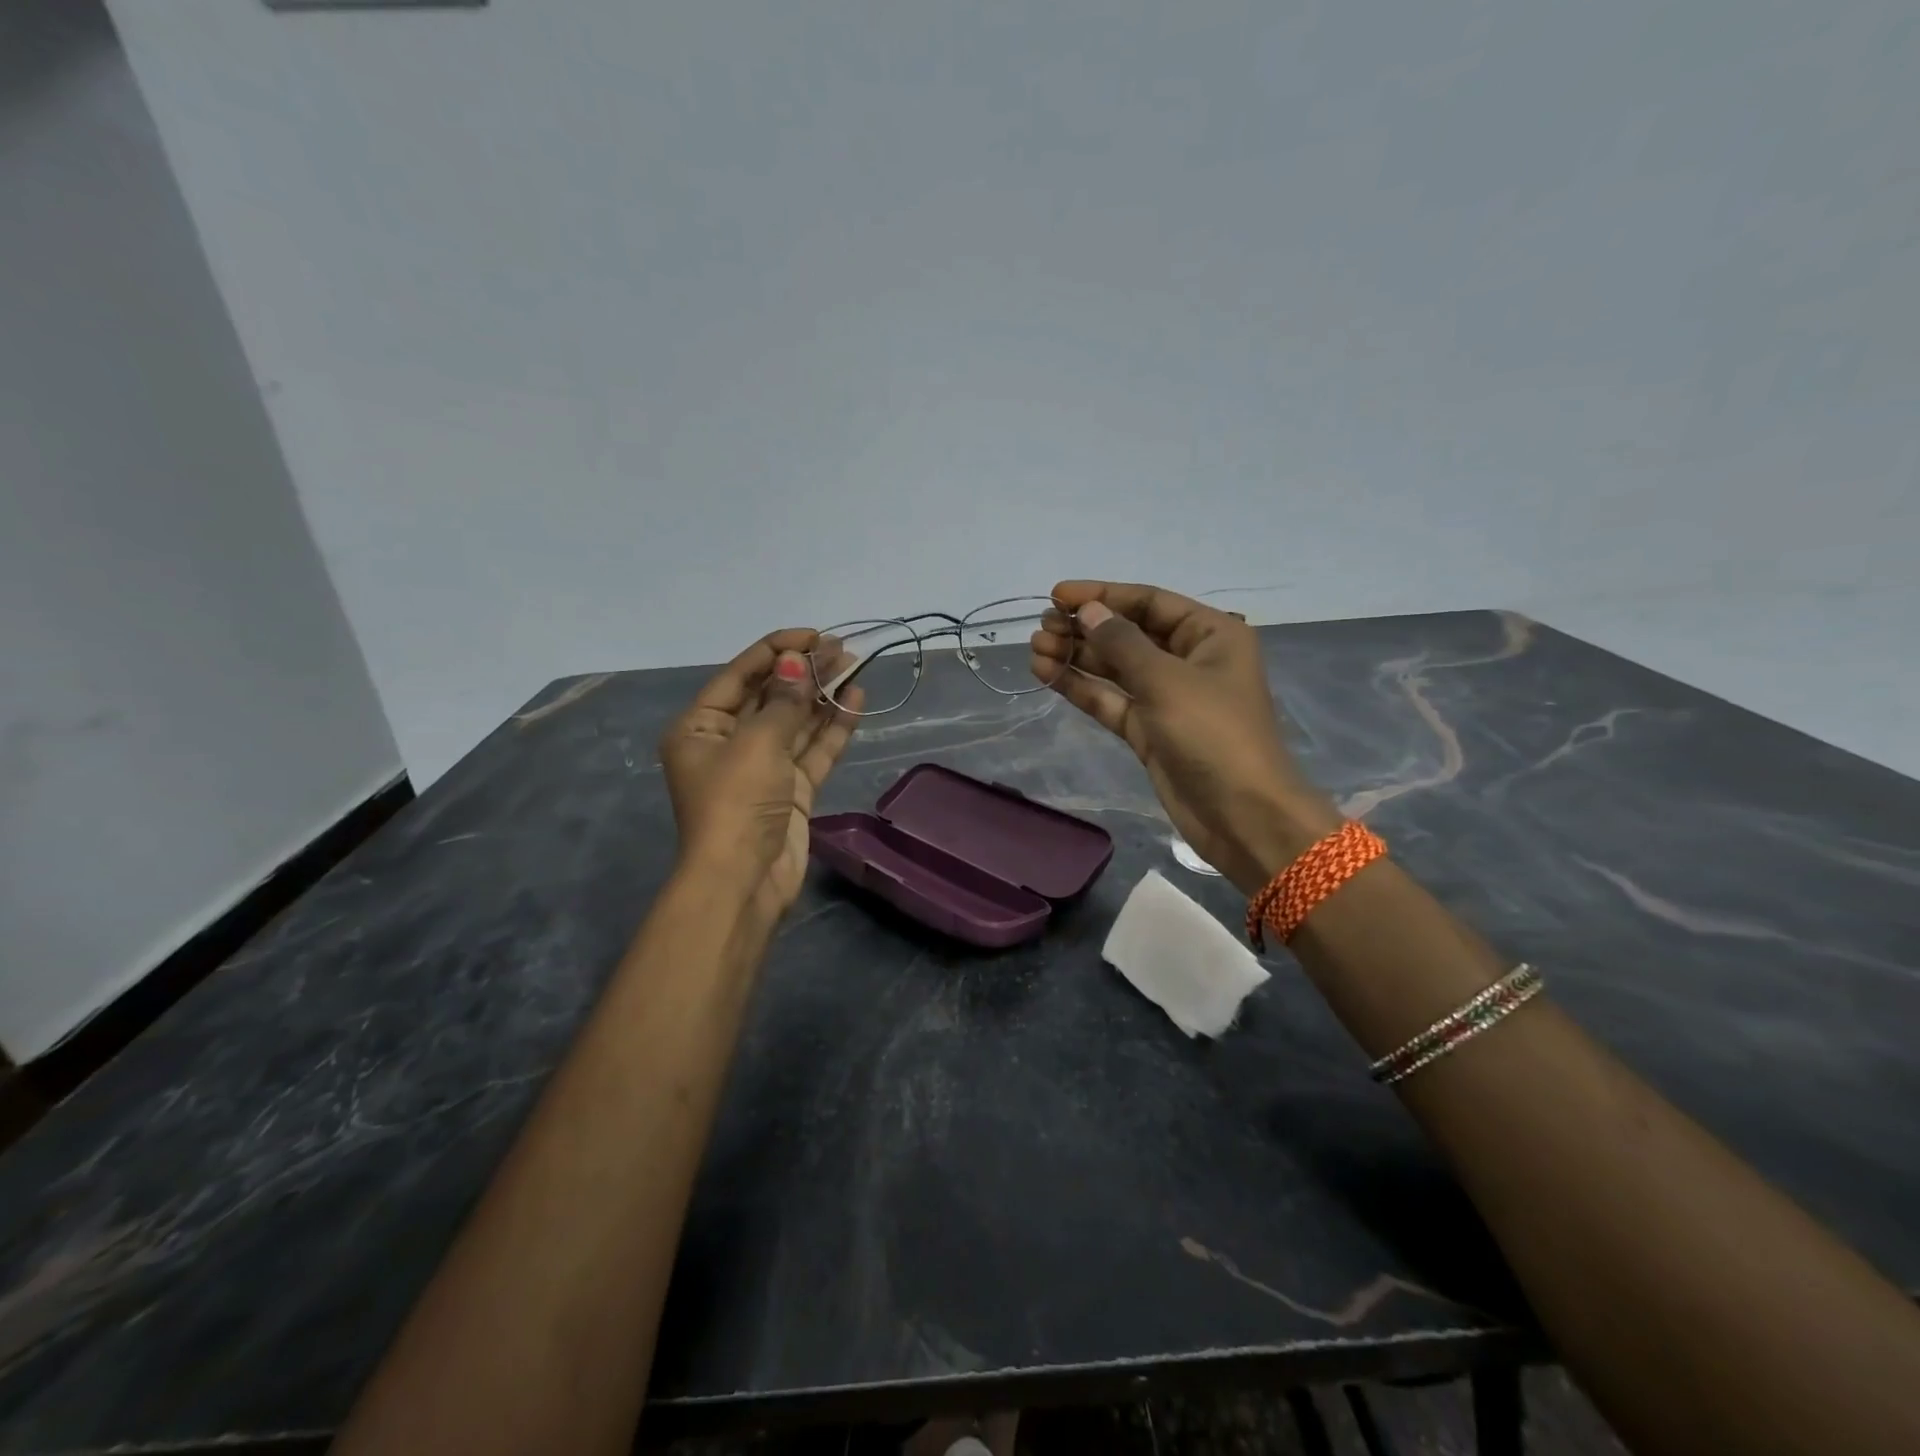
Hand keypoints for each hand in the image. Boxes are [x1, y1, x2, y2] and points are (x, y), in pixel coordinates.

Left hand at [659, 630, 862, 923]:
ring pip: (796, 722)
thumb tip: (798, 663)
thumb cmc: (736, 803)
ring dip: (823, 695)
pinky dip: (833, 728)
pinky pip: (813, 750)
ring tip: (855, 665)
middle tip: (842, 648)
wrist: (744, 881)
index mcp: (701, 726)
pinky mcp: (791, 790)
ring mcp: (763, 767)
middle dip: (805, 671)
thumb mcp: (757, 744)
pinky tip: (855, 701)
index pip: (740, 674)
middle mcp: (729, 742)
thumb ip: (784, 702)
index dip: (777, 650)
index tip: (814, 634)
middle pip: (771, 696)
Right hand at [1031, 581, 1340, 894]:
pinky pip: (1110, 699)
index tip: (1056, 595)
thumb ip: (1122, 643)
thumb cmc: (1213, 735)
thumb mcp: (1167, 680)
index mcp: (1210, 634)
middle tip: (1041, 627)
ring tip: (1035, 647)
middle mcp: (1188, 660)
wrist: (1241, 815)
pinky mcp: (1148, 730)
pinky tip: (1047, 673)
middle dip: (1084, 628)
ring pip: (1114, 668)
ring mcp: (1166, 697)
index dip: (1102, 596)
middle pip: (1128, 633)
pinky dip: (1081, 687)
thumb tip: (1087, 611)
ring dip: (1077, 656)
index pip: (1149, 602)